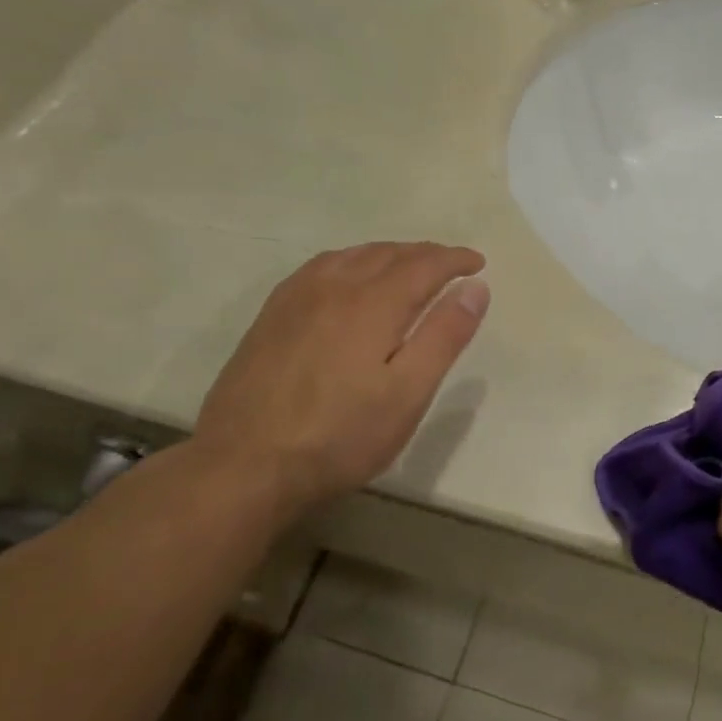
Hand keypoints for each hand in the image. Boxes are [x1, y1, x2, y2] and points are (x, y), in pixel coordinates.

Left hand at [191, 242, 488, 517]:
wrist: (243, 467)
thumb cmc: (340, 436)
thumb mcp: (408, 394)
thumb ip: (444, 335)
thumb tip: (475, 287)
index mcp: (373, 303)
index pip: (425, 264)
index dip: (455, 259)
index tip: (478, 263)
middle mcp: (335, 286)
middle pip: (389, 253)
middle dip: (426, 254)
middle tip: (451, 265)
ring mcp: (297, 298)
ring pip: (353, 255)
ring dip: (389, 254)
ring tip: (408, 267)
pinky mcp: (272, 315)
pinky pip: (321, 267)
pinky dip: (351, 261)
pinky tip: (350, 279)